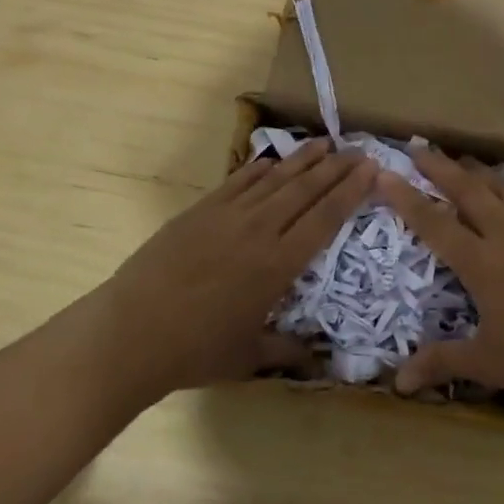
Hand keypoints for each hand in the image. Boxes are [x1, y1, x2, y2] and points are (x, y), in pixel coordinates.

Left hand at [94, 139, 376, 402]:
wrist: (131, 333)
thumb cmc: (195, 350)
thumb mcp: (249, 356)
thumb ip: (289, 351)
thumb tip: (321, 361)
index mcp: (279, 265)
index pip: (325, 218)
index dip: (351, 191)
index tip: (372, 169)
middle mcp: (260, 231)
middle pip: (306, 190)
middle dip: (336, 168)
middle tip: (360, 150)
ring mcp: (228, 216)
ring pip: (275, 179)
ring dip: (303, 160)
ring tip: (326, 143)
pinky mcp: (200, 211)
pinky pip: (238, 182)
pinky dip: (259, 169)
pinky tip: (273, 160)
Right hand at [378, 146, 503, 406]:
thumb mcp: (487, 362)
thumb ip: (441, 362)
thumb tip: (397, 384)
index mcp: (481, 263)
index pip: (434, 222)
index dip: (406, 197)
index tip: (385, 173)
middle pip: (467, 190)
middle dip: (439, 167)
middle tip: (418, 147)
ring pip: (500, 188)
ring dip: (476, 171)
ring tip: (459, 159)